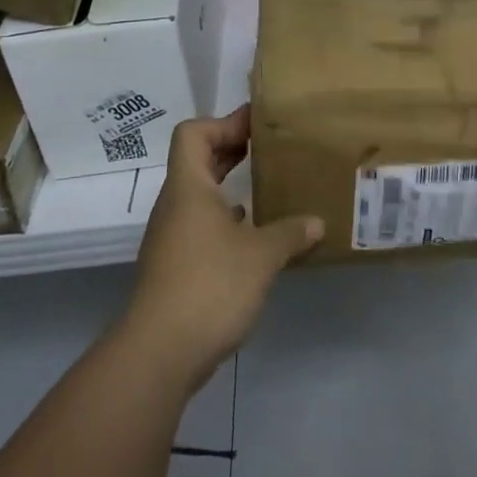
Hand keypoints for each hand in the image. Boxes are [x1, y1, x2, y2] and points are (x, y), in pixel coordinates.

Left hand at [123, 106, 322, 391]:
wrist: (159, 353)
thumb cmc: (210, 286)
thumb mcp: (262, 255)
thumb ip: (291, 233)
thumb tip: (317, 222)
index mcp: (189, 188)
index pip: (193, 133)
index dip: (224, 122)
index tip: (259, 126)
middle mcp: (175, 206)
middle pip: (197, 161)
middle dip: (232, 150)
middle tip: (271, 148)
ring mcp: (172, 238)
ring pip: (200, 196)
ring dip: (230, 186)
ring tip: (269, 187)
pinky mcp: (176, 266)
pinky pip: (202, 226)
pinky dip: (227, 221)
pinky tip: (254, 235)